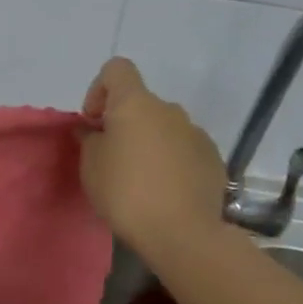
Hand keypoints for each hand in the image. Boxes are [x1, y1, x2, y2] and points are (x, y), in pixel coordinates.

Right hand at [79, 57, 228, 254]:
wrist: (183, 234)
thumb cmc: (125, 192)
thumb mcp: (90, 166)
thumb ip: (89, 139)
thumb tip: (94, 131)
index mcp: (135, 104)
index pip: (117, 69)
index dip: (99, 89)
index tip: (94, 122)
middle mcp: (169, 110)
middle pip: (140, 102)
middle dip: (124, 123)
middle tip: (112, 158)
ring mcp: (196, 133)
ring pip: (164, 127)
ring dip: (149, 142)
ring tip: (141, 179)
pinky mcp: (213, 159)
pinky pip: (184, 149)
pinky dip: (171, 160)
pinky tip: (165, 191)